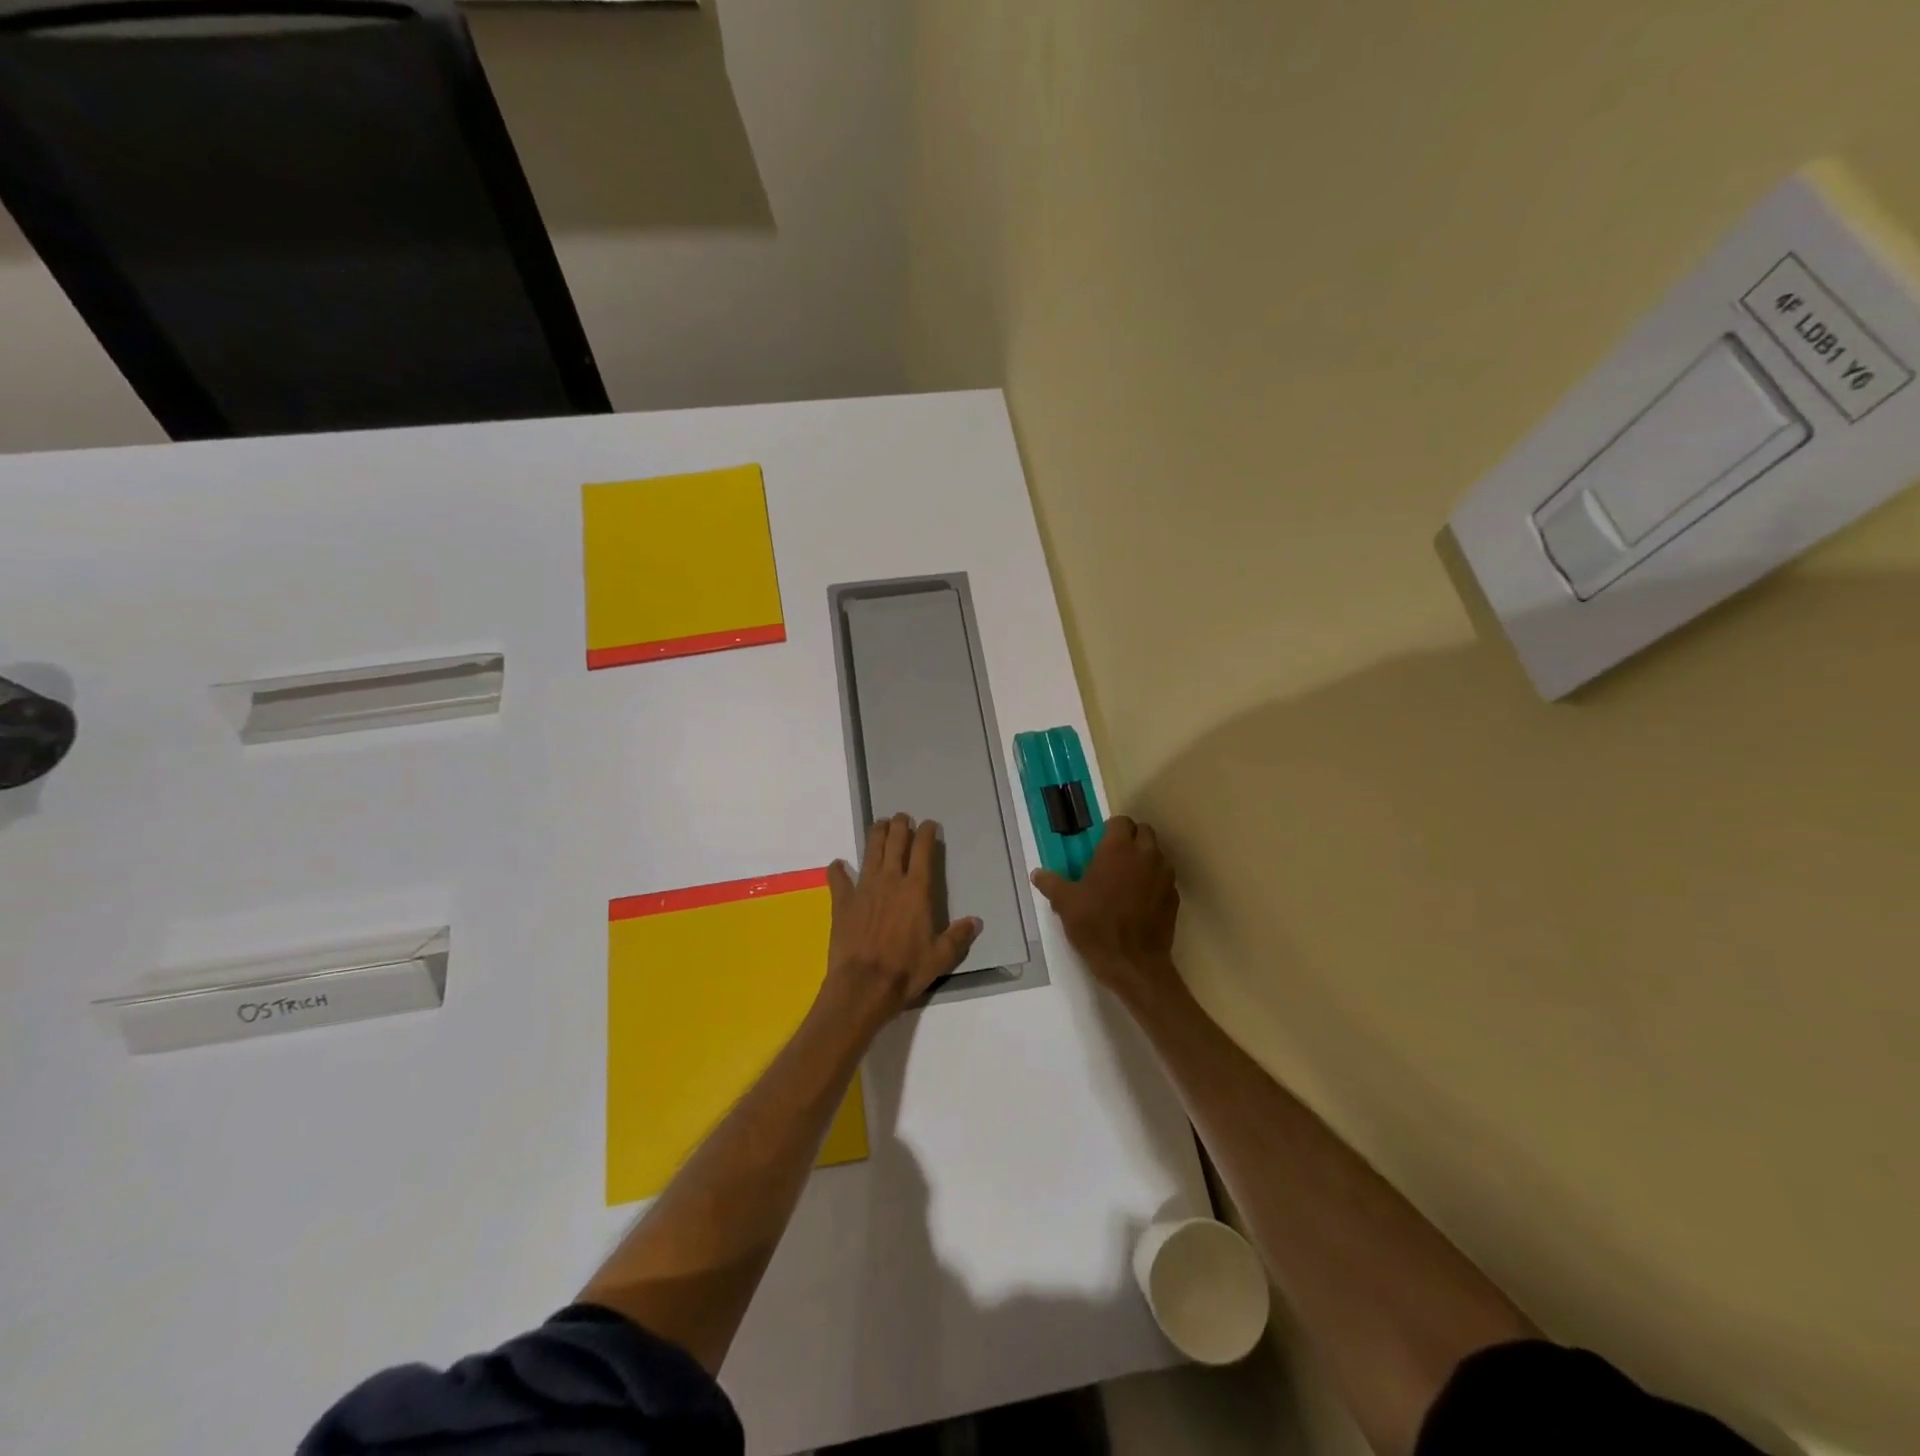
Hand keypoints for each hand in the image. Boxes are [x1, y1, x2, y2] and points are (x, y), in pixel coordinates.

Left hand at [823, 814, 981, 1027]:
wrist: (864, 985)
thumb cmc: (906, 970)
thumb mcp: (940, 957)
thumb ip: (958, 936)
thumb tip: (976, 921)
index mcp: (916, 889)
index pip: (923, 850)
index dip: (926, 833)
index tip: (929, 824)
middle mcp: (890, 880)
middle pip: (895, 841)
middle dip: (900, 825)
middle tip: (903, 818)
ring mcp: (864, 888)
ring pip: (870, 850)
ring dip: (876, 834)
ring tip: (880, 826)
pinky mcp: (842, 901)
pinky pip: (838, 878)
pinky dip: (838, 870)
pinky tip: (838, 865)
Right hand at [1031, 816, 1181, 1006]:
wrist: (1132, 963)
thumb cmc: (1095, 926)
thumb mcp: (1065, 903)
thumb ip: (1051, 883)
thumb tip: (1037, 874)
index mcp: (1118, 849)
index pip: (1121, 821)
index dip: (1110, 829)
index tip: (1099, 843)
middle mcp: (1145, 855)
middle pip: (1144, 831)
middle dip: (1131, 838)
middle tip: (1113, 857)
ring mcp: (1164, 875)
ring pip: (1157, 854)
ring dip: (1145, 858)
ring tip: (1127, 878)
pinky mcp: (1174, 896)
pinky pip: (1165, 878)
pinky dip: (1154, 881)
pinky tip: (1140, 900)